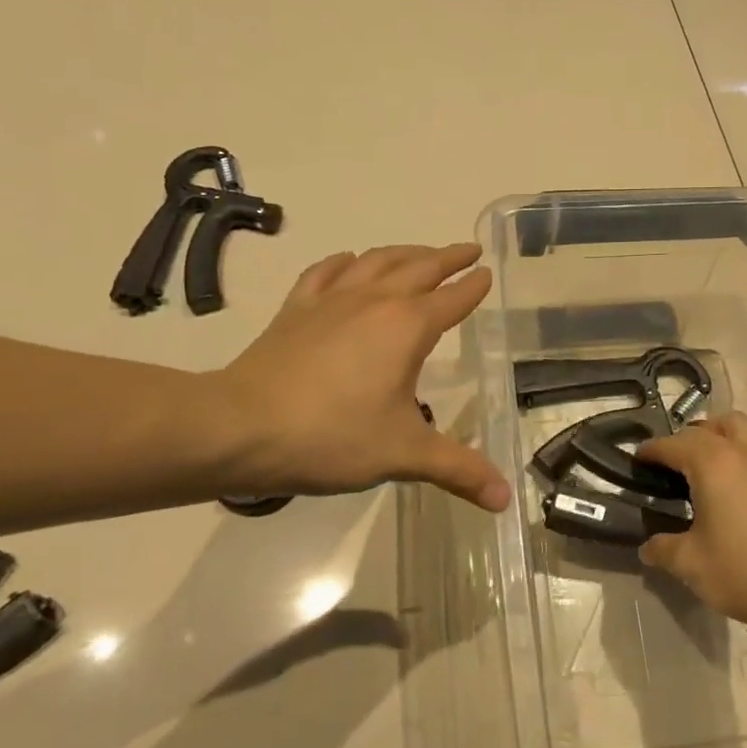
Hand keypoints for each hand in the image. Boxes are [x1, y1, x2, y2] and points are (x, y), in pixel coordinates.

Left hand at [215, 243, 510, 510]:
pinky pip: (325, 273)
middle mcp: (375, 301)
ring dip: (404, 252)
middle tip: (467, 249)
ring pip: (376, 261)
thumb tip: (506, 498)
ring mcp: (331, 300)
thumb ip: (458, 470)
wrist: (240, 427)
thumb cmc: (331, 437)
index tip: (487, 273)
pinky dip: (344, 262)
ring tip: (419, 253)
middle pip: (420, 267)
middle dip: (448, 257)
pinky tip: (349, 261)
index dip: (473, 287)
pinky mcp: (296, 309)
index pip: (452, 299)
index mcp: (407, 327)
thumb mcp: (403, 455)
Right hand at [636, 413, 746, 630]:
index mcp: (713, 464)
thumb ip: (663, 549)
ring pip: (741, 429)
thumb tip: (648, 547)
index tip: (638, 459)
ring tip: (708, 466)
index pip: (674, 445)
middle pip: (709, 426)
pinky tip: (740, 484)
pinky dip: (744, 453)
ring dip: (719, 436)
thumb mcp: (691, 564)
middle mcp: (744, 451)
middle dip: (687, 438)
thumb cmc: (743, 571)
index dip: (652, 450)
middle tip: (673, 464)